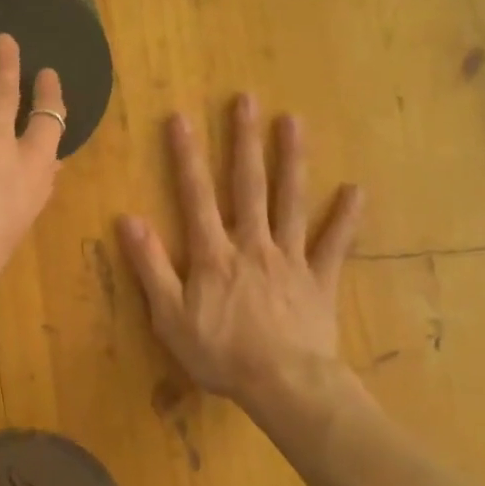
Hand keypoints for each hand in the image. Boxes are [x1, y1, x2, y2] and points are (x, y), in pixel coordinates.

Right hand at [118, 94, 363, 414]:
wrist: (283, 385)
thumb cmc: (221, 354)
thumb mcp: (169, 317)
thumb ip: (150, 267)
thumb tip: (128, 220)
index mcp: (213, 254)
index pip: (196, 196)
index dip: (186, 156)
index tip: (181, 118)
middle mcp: (252, 244)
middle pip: (248, 186)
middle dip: (244, 141)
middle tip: (246, 100)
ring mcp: (290, 259)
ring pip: (290, 201)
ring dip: (291, 160)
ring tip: (293, 121)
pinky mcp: (319, 280)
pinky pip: (334, 245)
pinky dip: (345, 218)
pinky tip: (356, 189)